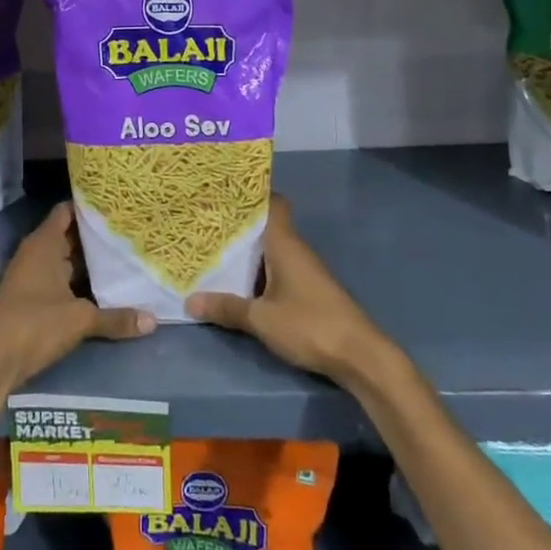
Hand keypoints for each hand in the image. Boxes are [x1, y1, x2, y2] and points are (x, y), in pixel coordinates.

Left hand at [0, 202, 154, 392]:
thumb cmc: (35, 323)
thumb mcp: (80, 319)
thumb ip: (115, 317)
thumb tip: (153, 321)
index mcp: (44, 243)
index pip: (68, 211)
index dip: (90, 207)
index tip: (117, 206)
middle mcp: (37, 253)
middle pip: (69, 236)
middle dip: (96, 236)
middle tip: (130, 233)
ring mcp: (33, 276)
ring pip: (66, 261)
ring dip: (89, 262)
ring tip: (125, 257)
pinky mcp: (32, 299)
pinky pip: (61, 281)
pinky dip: (80, 283)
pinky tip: (105, 289)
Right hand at [186, 195, 387, 383]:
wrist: (360, 356)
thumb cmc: (310, 325)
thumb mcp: (261, 319)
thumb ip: (227, 308)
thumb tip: (190, 301)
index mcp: (285, 244)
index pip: (273, 203)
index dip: (251, 194)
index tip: (224, 193)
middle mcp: (295, 250)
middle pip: (266, 227)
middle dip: (239, 226)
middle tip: (204, 223)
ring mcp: (304, 271)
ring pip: (270, 251)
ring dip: (247, 252)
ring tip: (212, 251)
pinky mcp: (309, 291)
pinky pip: (277, 271)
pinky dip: (258, 272)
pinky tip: (237, 284)